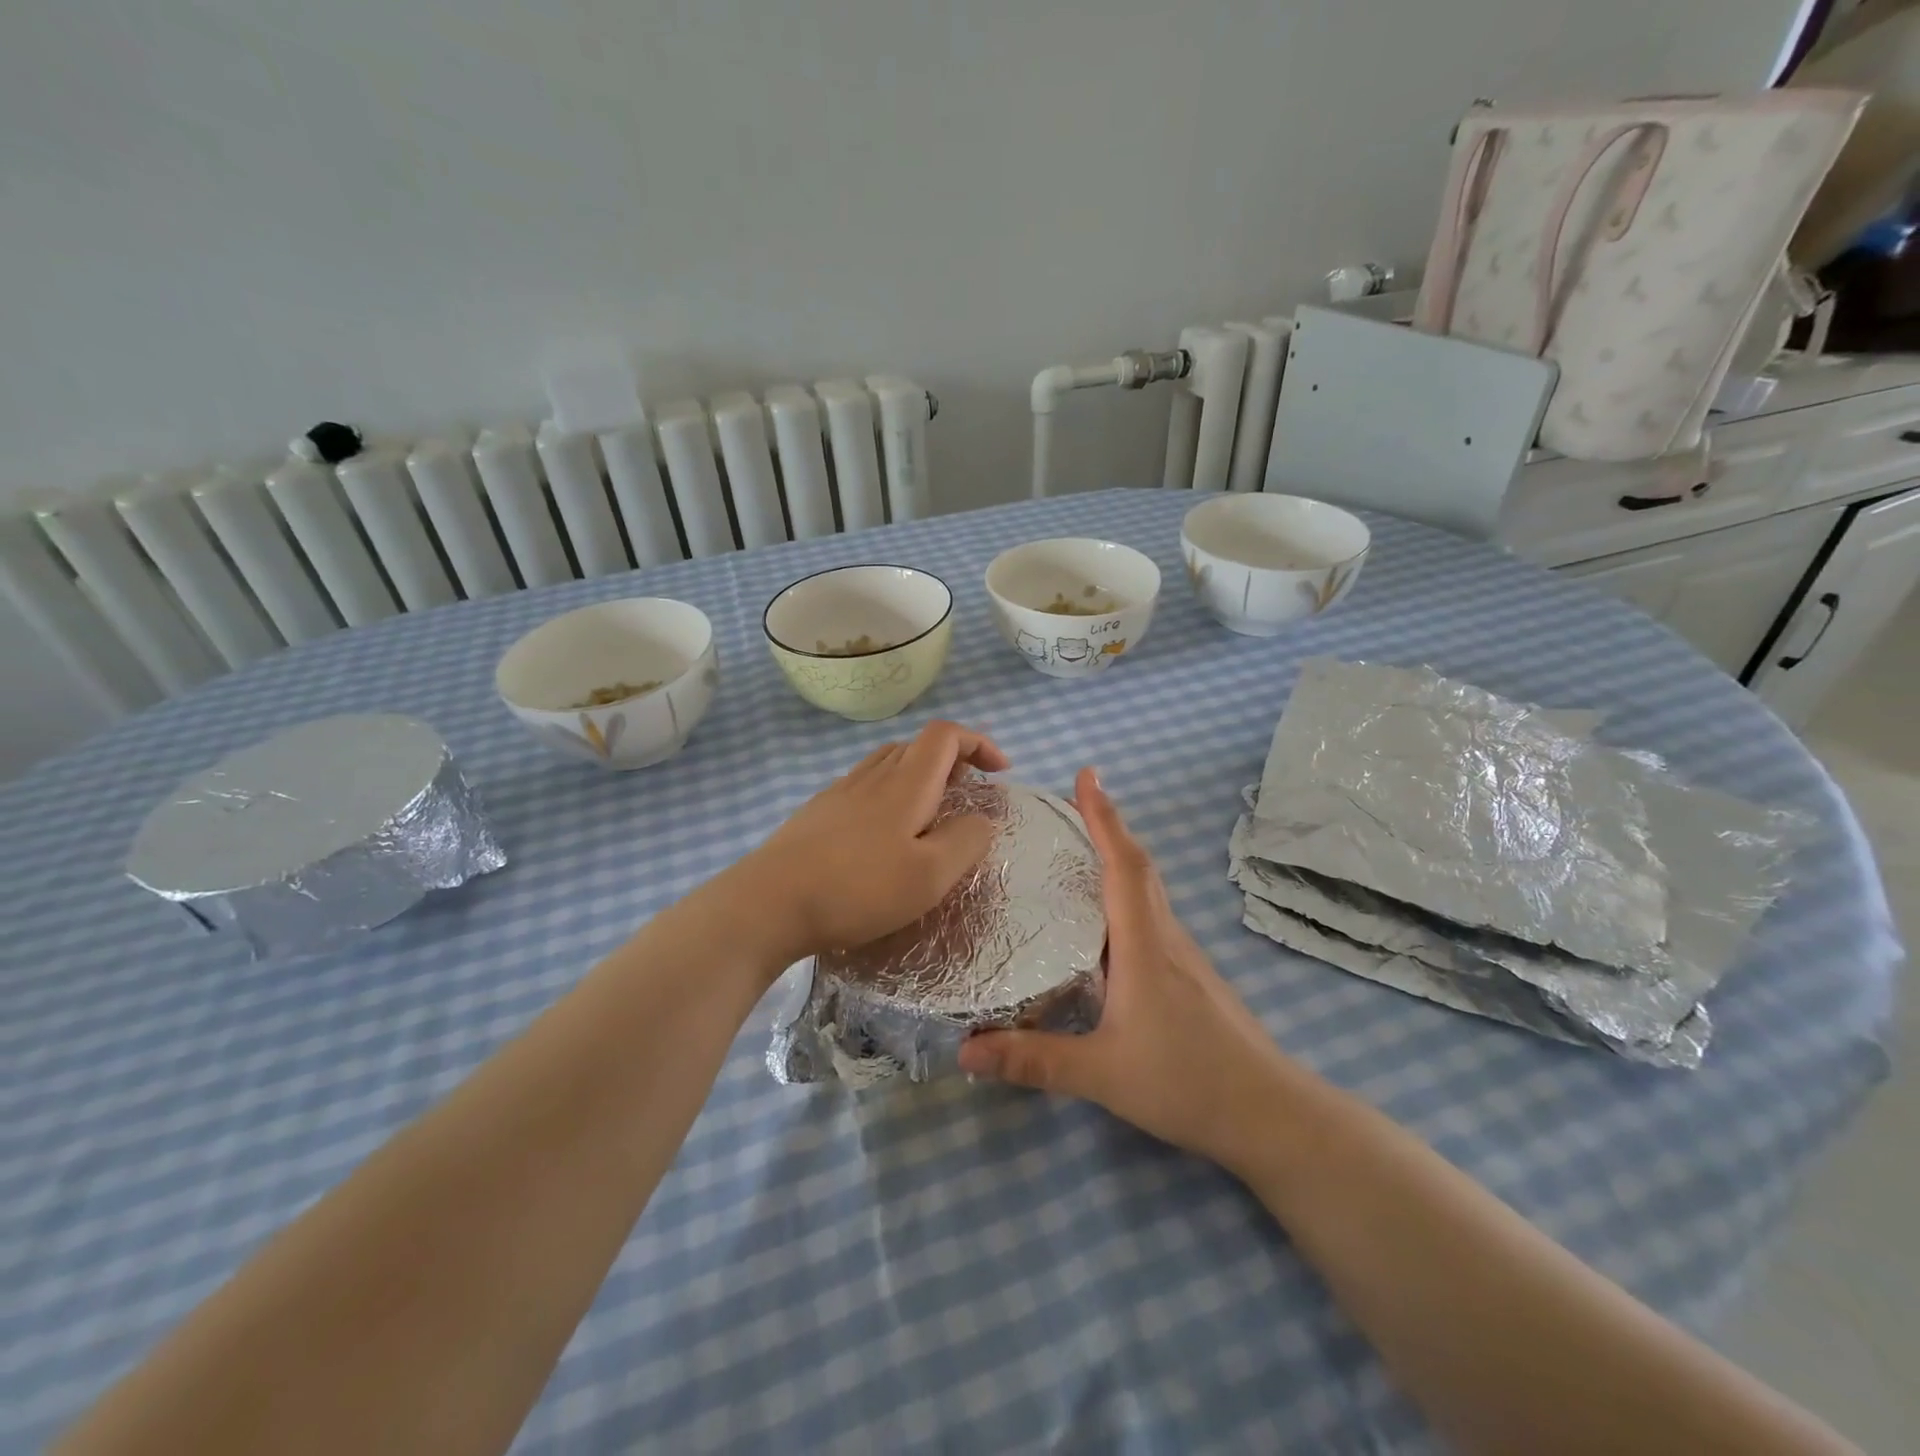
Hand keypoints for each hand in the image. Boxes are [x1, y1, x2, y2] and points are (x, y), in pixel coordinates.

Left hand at [732, 720, 1010, 963]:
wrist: (769, 902)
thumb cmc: (858, 888)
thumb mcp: (930, 875)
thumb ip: (966, 841)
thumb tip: (982, 819)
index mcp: (906, 782)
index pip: (946, 734)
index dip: (978, 742)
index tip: (1000, 773)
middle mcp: (873, 775)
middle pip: (917, 745)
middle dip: (952, 761)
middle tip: (968, 798)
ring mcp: (840, 792)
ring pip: (889, 764)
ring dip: (920, 777)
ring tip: (930, 816)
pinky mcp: (818, 813)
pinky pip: (865, 787)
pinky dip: (890, 795)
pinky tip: (884, 836)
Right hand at [958, 768, 1298, 1172]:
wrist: (1270, 1114)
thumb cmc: (1188, 1082)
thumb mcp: (1102, 1074)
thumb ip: (1034, 1060)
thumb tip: (964, 1052)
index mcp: (1144, 946)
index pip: (1124, 865)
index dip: (1104, 817)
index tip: (1087, 774)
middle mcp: (1165, 938)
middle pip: (1138, 867)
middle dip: (1107, 826)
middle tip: (1071, 803)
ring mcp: (1182, 957)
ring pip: (1147, 892)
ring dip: (1118, 858)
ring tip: (1077, 850)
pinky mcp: (1188, 977)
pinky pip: (1151, 917)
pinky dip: (1125, 896)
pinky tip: (1103, 922)